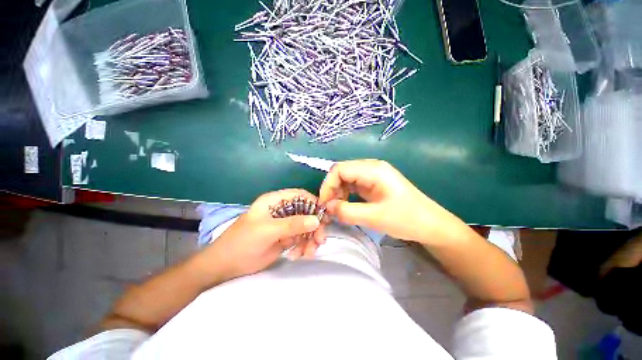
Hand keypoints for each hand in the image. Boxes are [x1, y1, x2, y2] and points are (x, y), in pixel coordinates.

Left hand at [199, 189, 320, 283]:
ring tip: (308, 253)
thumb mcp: (267, 231)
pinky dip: (304, 246)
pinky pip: (301, 239)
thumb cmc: (242, 242)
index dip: (313, 203)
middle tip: (320, 240)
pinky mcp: (286, 237)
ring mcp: (285, 225)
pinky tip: (299, 255)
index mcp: (275, 201)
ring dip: (311, 239)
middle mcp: (282, 210)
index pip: (299, 196)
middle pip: (306, 212)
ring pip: (306, 227)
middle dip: (314, 226)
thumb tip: (317, 220)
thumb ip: (293, 225)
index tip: (324, 217)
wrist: (225, 266)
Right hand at [318, 159, 466, 244]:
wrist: (431, 225)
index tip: (323, 204)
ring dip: (337, 193)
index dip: (327, 185)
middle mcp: (371, 167)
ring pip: (345, 179)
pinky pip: (352, 185)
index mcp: (373, 169)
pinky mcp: (373, 183)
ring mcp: (372, 175)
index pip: (340, 169)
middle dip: (331, 190)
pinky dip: (345, 195)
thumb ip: (347, 211)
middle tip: (329, 209)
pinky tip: (345, 206)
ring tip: (337, 209)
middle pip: (341, 172)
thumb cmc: (406, 219)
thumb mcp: (374, 217)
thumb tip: (327, 207)